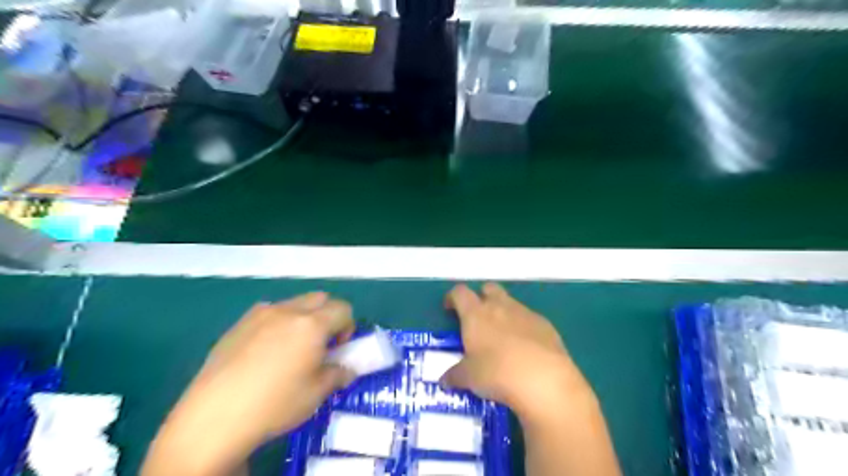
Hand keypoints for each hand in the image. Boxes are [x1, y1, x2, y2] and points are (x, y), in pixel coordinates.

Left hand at [144, 293, 354, 475]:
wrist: (214, 417)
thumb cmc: (275, 404)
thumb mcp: (316, 393)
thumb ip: (338, 374)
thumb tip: (346, 369)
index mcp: (312, 324)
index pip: (343, 309)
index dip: (348, 327)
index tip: (338, 349)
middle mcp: (288, 310)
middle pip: (320, 299)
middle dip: (328, 316)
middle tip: (320, 344)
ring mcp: (261, 314)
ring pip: (294, 303)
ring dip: (304, 317)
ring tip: (291, 348)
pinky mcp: (239, 323)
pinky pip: (269, 312)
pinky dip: (279, 323)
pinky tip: (265, 351)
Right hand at [441, 284, 590, 425]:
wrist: (544, 380)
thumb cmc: (497, 374)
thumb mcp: (469, 378)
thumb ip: (455, 375)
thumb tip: (445, 380)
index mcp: (476, 314)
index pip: (460, 292)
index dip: (453, 298)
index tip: (450, 309)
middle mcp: (500, 306)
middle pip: (488, 288)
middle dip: (481, 298)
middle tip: (477, 319)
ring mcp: (525, 313)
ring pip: (510, 302)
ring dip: (503, 313)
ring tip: (502, 338)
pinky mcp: (545, 324)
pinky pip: (529, 319)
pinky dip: (523, 327)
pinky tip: (525, 349)